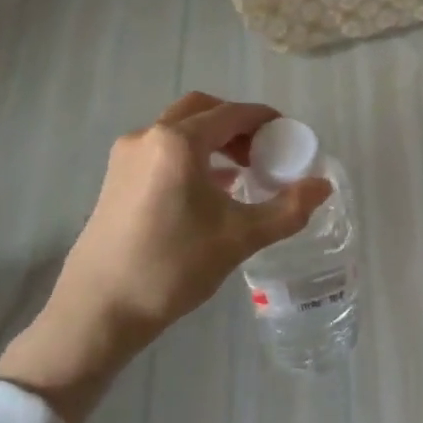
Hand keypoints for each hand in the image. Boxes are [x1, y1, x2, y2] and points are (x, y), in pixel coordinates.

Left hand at [0, 93, 330, 422]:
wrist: (97, 312)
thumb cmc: (172, 267)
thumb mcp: (239, 238)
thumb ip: (287, 209)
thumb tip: (324, 186)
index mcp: (178, 141)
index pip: (233, 113)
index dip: (265, 119)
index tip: (289, 135)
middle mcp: (148, 136)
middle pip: (202, 110)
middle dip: (236, 124)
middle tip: (263, 150)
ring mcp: (126, 156)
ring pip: (178, 129)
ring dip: (212, 139)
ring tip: (240, 172)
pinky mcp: (115, 179)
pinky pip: (161, 150)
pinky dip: (190, 155)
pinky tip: (207, 191)